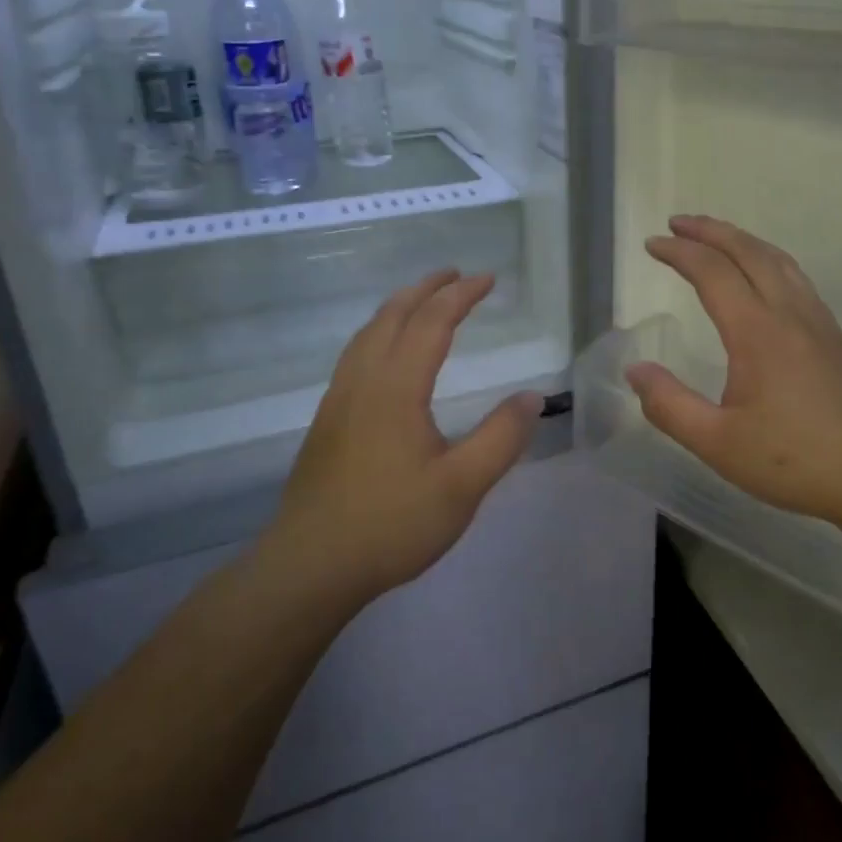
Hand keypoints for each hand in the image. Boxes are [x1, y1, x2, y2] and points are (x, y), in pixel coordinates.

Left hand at [275, 270, 540, 599]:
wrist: (310, 566)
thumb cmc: (391, 525)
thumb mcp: (462, 486)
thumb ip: (500, 438)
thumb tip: (532, 396)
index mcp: (396, 387)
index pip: (432, 322)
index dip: (461, 295)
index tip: (488, 279)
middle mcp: (363, 381)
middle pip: (392, 316)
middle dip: (426, 289)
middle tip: (455, 275)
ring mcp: (338, 400)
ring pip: (367, 333)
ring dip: (398, 307)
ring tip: (422, 301)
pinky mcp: (326, 421)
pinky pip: (355, 354)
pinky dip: (378, 332)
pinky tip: (385, 354)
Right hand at [628, 216, 841, 537]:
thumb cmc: (797, 461)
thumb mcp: (718, 444)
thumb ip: (670, 406)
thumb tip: (635, 370)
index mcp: (757, 332)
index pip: (713, 272)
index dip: (680, 252)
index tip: (652, 244)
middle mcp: (789, 313)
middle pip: (749, 252)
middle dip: (710, 231)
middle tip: (677, 222)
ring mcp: (818, 321)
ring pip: (778, 260)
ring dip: (742, 240)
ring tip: (716, 236)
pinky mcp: (835, 336)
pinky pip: (796, 277)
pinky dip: (768, 259)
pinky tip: (764, 276)